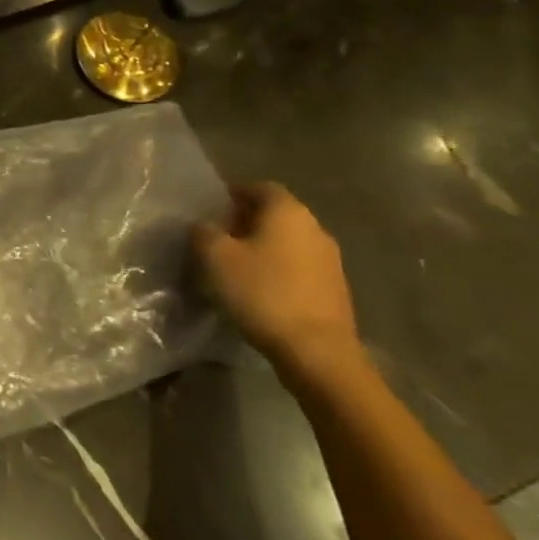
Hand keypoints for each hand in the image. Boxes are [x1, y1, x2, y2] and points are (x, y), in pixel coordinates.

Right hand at [193, 182, 360, 391]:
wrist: (317, 352)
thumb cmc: (262, 293)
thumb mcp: (215, 257)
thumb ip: (203, 232)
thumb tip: (204, 226)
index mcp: (288, 212)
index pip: (260, 187)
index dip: (235, 193)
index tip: (212, 208)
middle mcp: (315, 228)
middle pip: (276, 214)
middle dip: (247, 221)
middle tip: (219, 237)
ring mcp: (330, 261)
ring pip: (289, 242)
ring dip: (264, 247)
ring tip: (236, 266)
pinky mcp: (335, 290)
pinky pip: (299, 268)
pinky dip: (279, 270)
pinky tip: (260, 290)